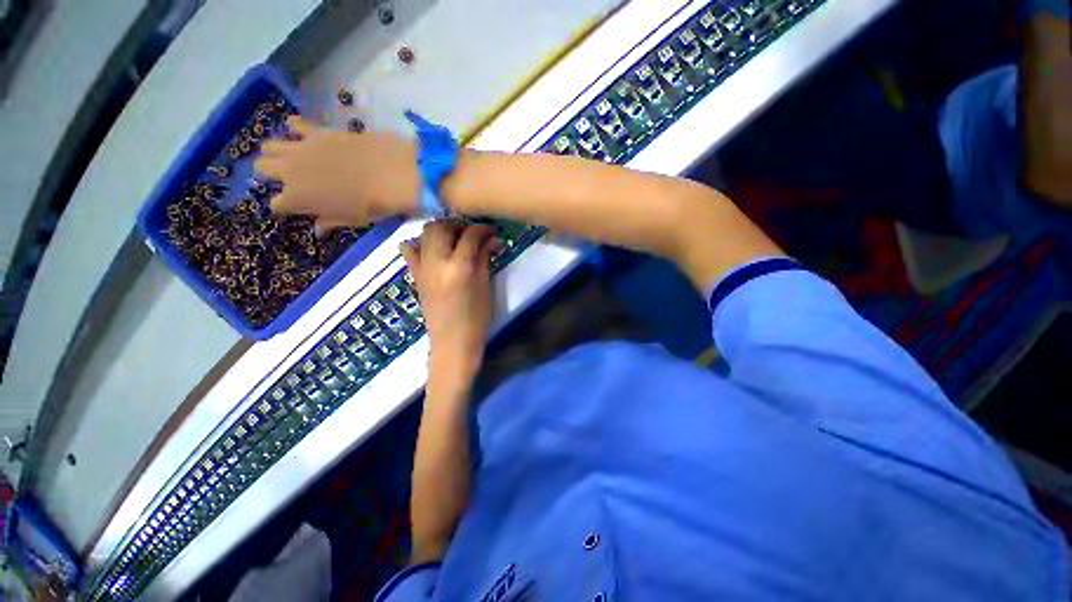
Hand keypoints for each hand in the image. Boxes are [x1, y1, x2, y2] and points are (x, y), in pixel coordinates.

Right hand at [254, 117, 419, 230]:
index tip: (296, 207)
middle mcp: (290, 171)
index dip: (286, 207)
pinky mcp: (316, 131)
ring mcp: (301, 148)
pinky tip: (297, 130)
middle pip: (263, 169)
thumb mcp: (352, 219)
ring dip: (276, 152)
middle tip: (289, 179)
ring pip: (269, 146)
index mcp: (297, 198)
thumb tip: (317, 229)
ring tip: (291, 158)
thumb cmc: (372, 204)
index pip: (277, 205)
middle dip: (271, 174)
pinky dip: (293, 127)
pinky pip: (295, 124)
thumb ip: (330, 221)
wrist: (389, 174)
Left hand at [401, 222, 498, 381]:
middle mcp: (436, 262)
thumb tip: (493, 240)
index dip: (483, 230)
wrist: (452, 342)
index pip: (470, 236)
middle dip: (458, 225)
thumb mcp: (485, 286)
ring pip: (425, 234)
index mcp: (459, 267)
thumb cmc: (476, 318)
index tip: (493, 232)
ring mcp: (422, 268)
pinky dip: (421, 243)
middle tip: (473, 234)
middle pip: (441, 227)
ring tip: (455, 239)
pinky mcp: (415, 275)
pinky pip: (411, 250)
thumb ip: (485, 258)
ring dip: (441, 230)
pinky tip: (435, 251)